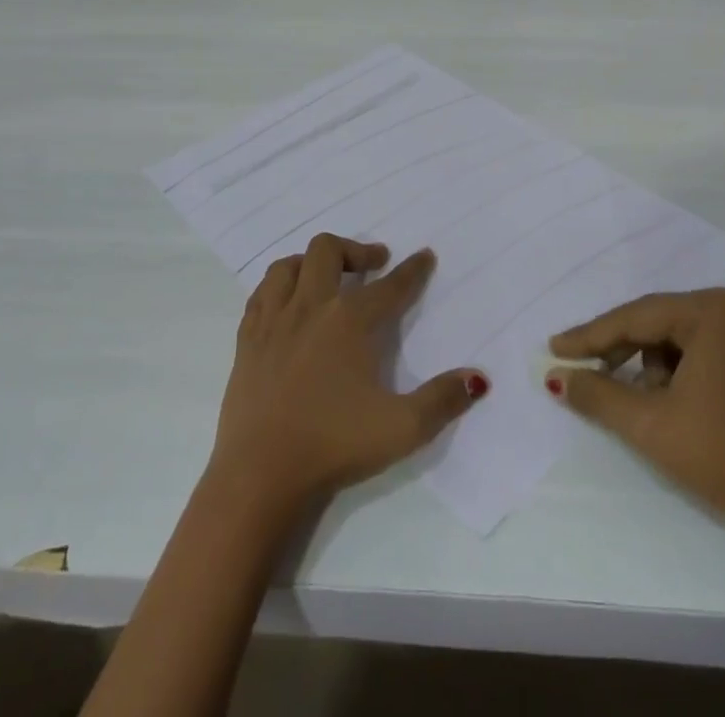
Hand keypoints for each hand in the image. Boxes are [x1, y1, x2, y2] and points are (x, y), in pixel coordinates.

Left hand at [209, 234, 488, 512]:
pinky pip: (261, 293)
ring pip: (288, 265)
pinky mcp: (246, 339)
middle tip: (375, 264)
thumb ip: (442, 400)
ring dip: (311, 261)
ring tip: (327, 276)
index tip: (425, 256)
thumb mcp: (402, 429)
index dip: (412, 270)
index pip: (390, 286)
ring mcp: (273, 320)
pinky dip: (279, 286)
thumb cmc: (334, 445)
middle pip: (328, 251)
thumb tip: (477, 377)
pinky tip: (286, 302)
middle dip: (356, 250)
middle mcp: (310, 307)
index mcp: (349, 321)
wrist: (260, 474)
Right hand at [548, 289, 724, 544]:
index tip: (554, 347)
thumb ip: (597, 393)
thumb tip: (557, 376)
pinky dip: (680, 369)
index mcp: (713, 311)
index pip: (636, 317)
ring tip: (635, 399)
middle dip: (620, 349)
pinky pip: (705, 348)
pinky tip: (669, 399)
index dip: (590, 336)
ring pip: (680, 336)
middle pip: (658, 322)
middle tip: (582, 369)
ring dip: (650, 362)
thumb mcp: (650, 425)